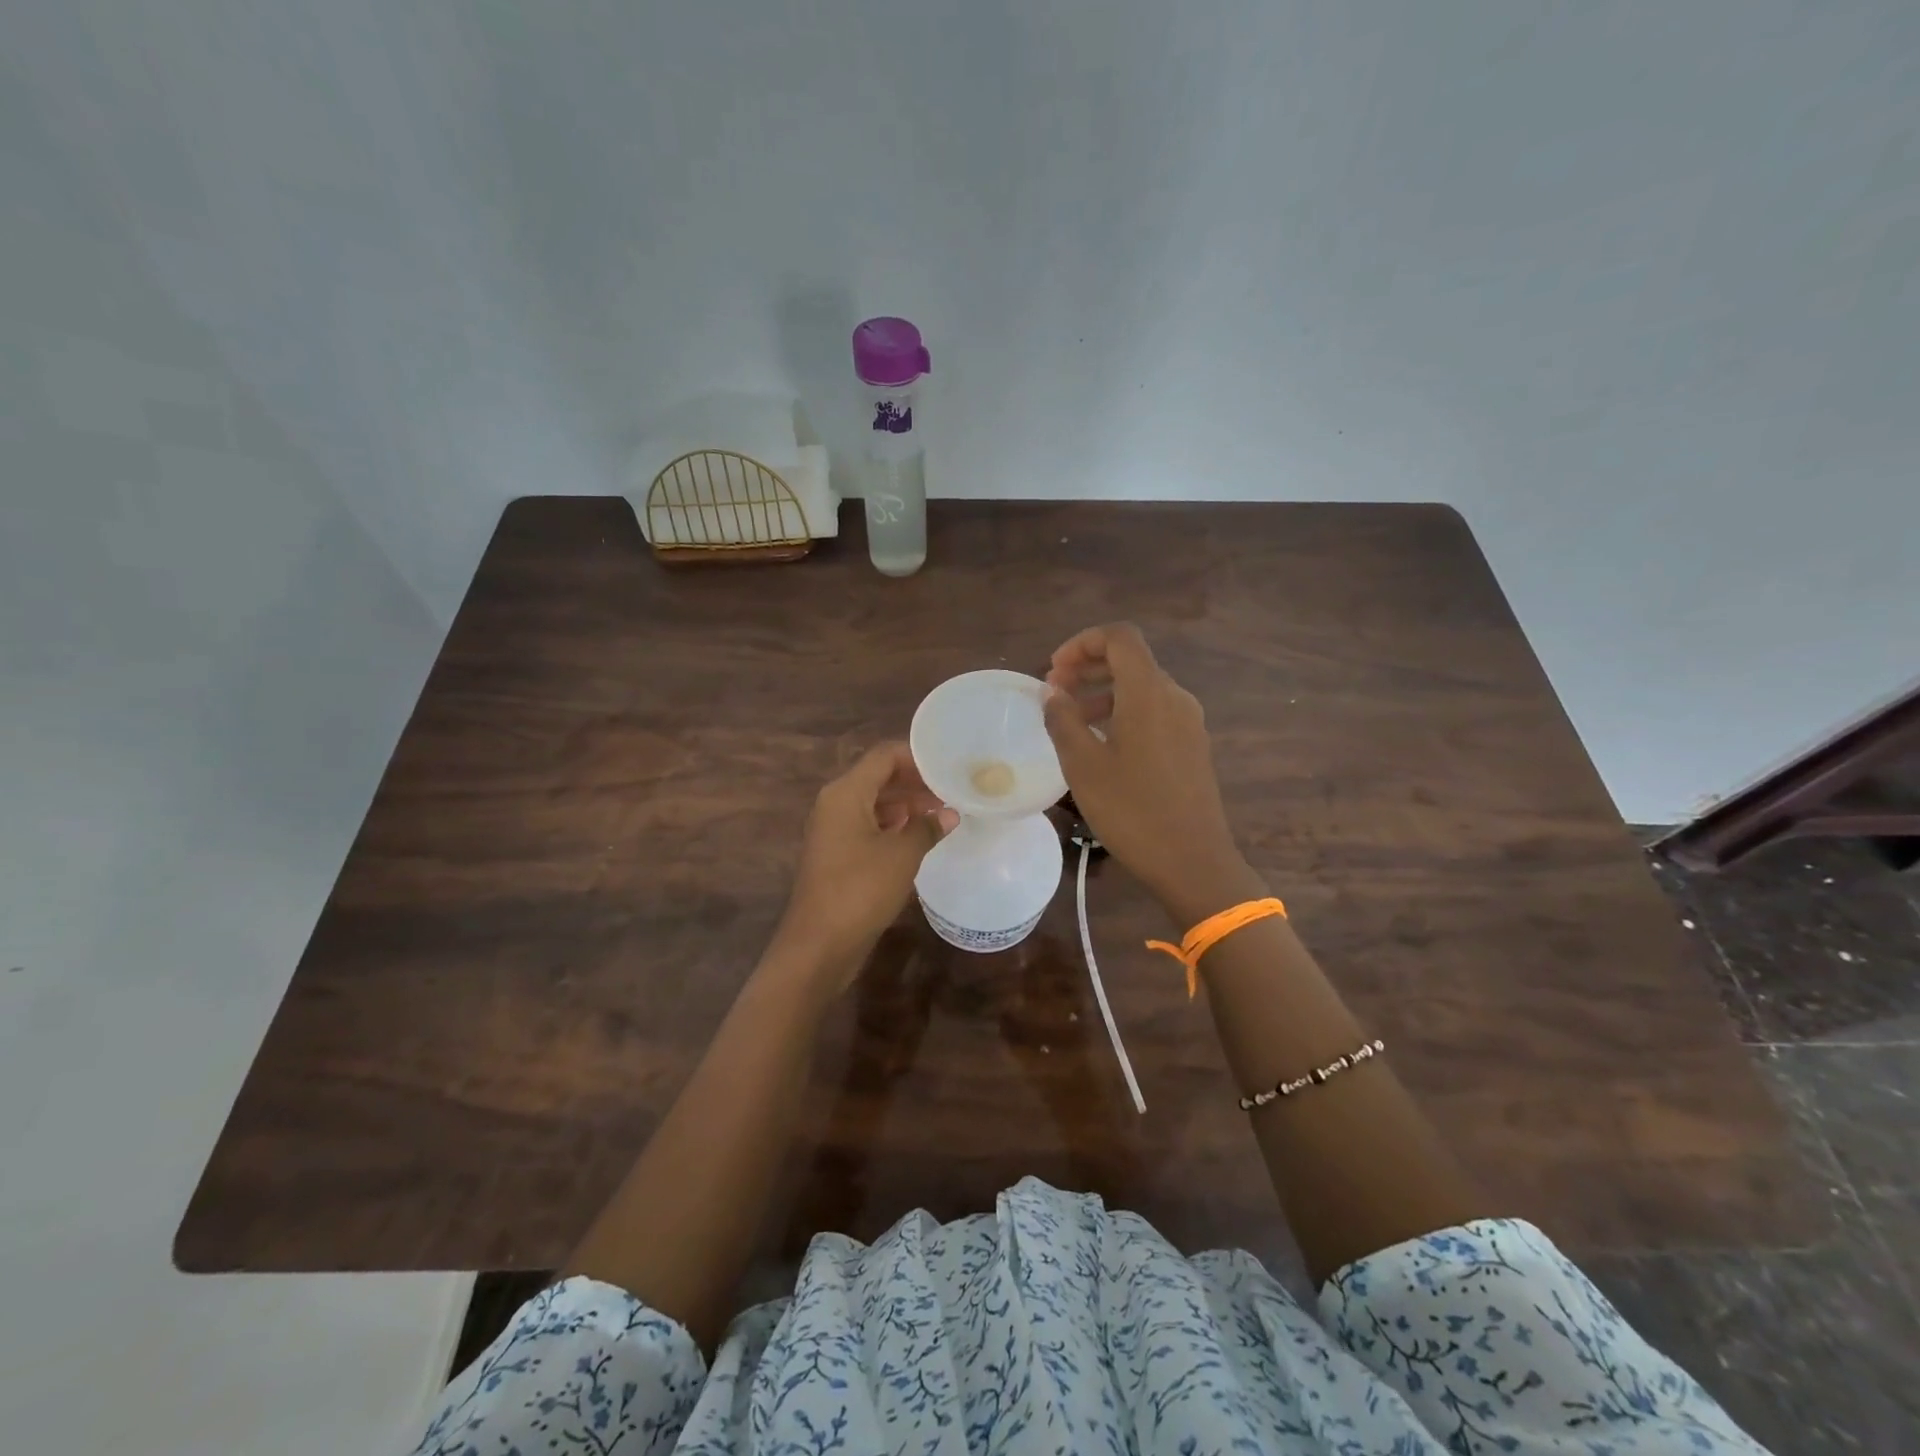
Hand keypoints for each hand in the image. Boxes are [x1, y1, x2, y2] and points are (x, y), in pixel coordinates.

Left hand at [771, 742, 954, 987]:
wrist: (819, 944)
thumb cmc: (860, 889)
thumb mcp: (902, 855)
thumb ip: (927, 827)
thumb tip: (949, 814)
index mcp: (845, 793)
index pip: (884, 756)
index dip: (917, 757)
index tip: (948, 766)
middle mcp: (835, 804)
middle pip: (878, 777)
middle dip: (915, 782)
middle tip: (951, 791)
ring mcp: (833, 830)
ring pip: (874, 803)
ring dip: (906, 805)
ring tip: (942, 814)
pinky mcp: (837, 854)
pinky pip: (868, 826)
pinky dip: (893, 826)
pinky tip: (919, 838)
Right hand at [1043, 624, 1258, 921]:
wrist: (1193, 861)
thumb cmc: (1132, 810)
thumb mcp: (1083, 766)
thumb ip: (1063, 720)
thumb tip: (1052, 692)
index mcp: (1149, 692)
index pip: (1119, 638)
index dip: (1082, 643)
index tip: (1054, 671)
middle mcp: (1174, 697)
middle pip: (1131, 661)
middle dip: (1088, 668)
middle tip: (1054, 693)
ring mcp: (1188, 722)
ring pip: (1141, 688)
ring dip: (1102, 692)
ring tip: (1071, 720)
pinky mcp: (1192, 746)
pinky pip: (1154, 712)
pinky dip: (1123, 713)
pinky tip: (1101, 744)